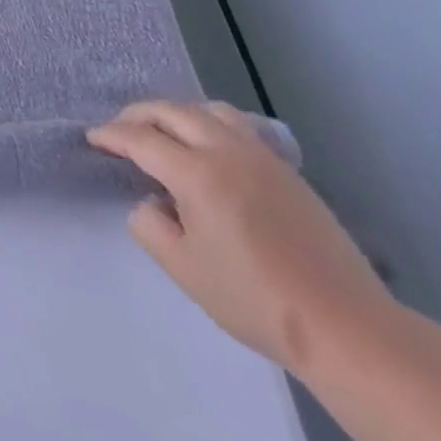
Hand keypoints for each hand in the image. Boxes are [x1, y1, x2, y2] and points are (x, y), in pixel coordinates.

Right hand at [87, 99, 398, 377]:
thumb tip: (154, 202)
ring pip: (210, 111)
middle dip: (139, 115)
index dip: (111, 136)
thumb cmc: (255, 300)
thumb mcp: (182, 268)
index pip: (141, 139)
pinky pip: (239, 127)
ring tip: (165, 132)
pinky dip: (210, 124)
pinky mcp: (289, 173)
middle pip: (173, 111)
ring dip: (178, 113)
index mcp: (197, 174)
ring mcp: (264, 159)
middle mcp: (228, 153)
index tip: (92, 138)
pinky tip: (209, 149)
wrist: (348, 329)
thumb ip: (150, 224)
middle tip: (120, 130)